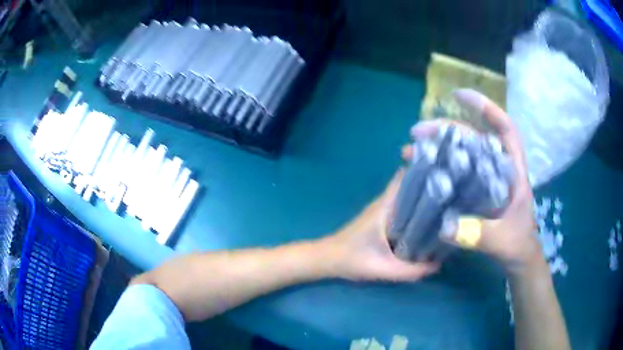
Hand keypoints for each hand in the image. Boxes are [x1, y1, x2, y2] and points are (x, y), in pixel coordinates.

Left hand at [321, 170, 438, 281]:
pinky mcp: (379, 219)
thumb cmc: (352, 259)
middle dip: (429, 186)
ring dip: (422, 198)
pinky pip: (401, 208)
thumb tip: (437, 265)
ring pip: (406, 197)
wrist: (327, 259)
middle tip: (451, 192)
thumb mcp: (382, 268)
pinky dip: (414, 210)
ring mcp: (381, 210)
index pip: (405, 177)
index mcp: (385, 206)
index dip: (423, 171)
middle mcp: (384, 203)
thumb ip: (410, 271)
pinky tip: (427, 221)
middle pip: (409, 186)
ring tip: (445, 203)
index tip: (444, 173)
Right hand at [406, 89, 542, 272]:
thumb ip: (479, 235)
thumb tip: (445, 227)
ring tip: (410, 150)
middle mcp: (499, 168)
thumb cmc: (517, 243)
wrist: (517, 256)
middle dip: (446, 130)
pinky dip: (439, 166)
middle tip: (416, 132)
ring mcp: (486, 178)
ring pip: (463, 153)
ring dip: (437, 147)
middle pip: (475, 138)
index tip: (460, 96)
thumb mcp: (501, 241)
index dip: (487, 109)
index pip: (505, 130)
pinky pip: (457, 171)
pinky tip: (422, 170)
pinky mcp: (476, 190)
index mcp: (513, 172)